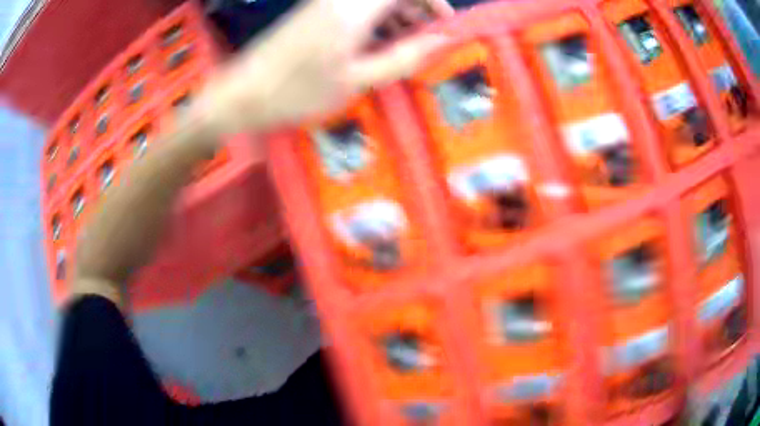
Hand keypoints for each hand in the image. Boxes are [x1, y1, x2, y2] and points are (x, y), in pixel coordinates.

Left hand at [195, 0, 451, 135]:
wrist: (241, 94)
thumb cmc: (297, 92)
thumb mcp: (356, 80)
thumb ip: (403, 57)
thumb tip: (443, 40)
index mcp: (353, 8)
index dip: (431, 2)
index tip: (444, 23)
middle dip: (415, 9)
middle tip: (425, 39)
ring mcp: (323, 2)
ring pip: (372, 0)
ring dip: (395, 16)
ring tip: (402, 46)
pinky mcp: (313, 11)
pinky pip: (354, 7)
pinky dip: (372, 21)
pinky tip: (374, 45)